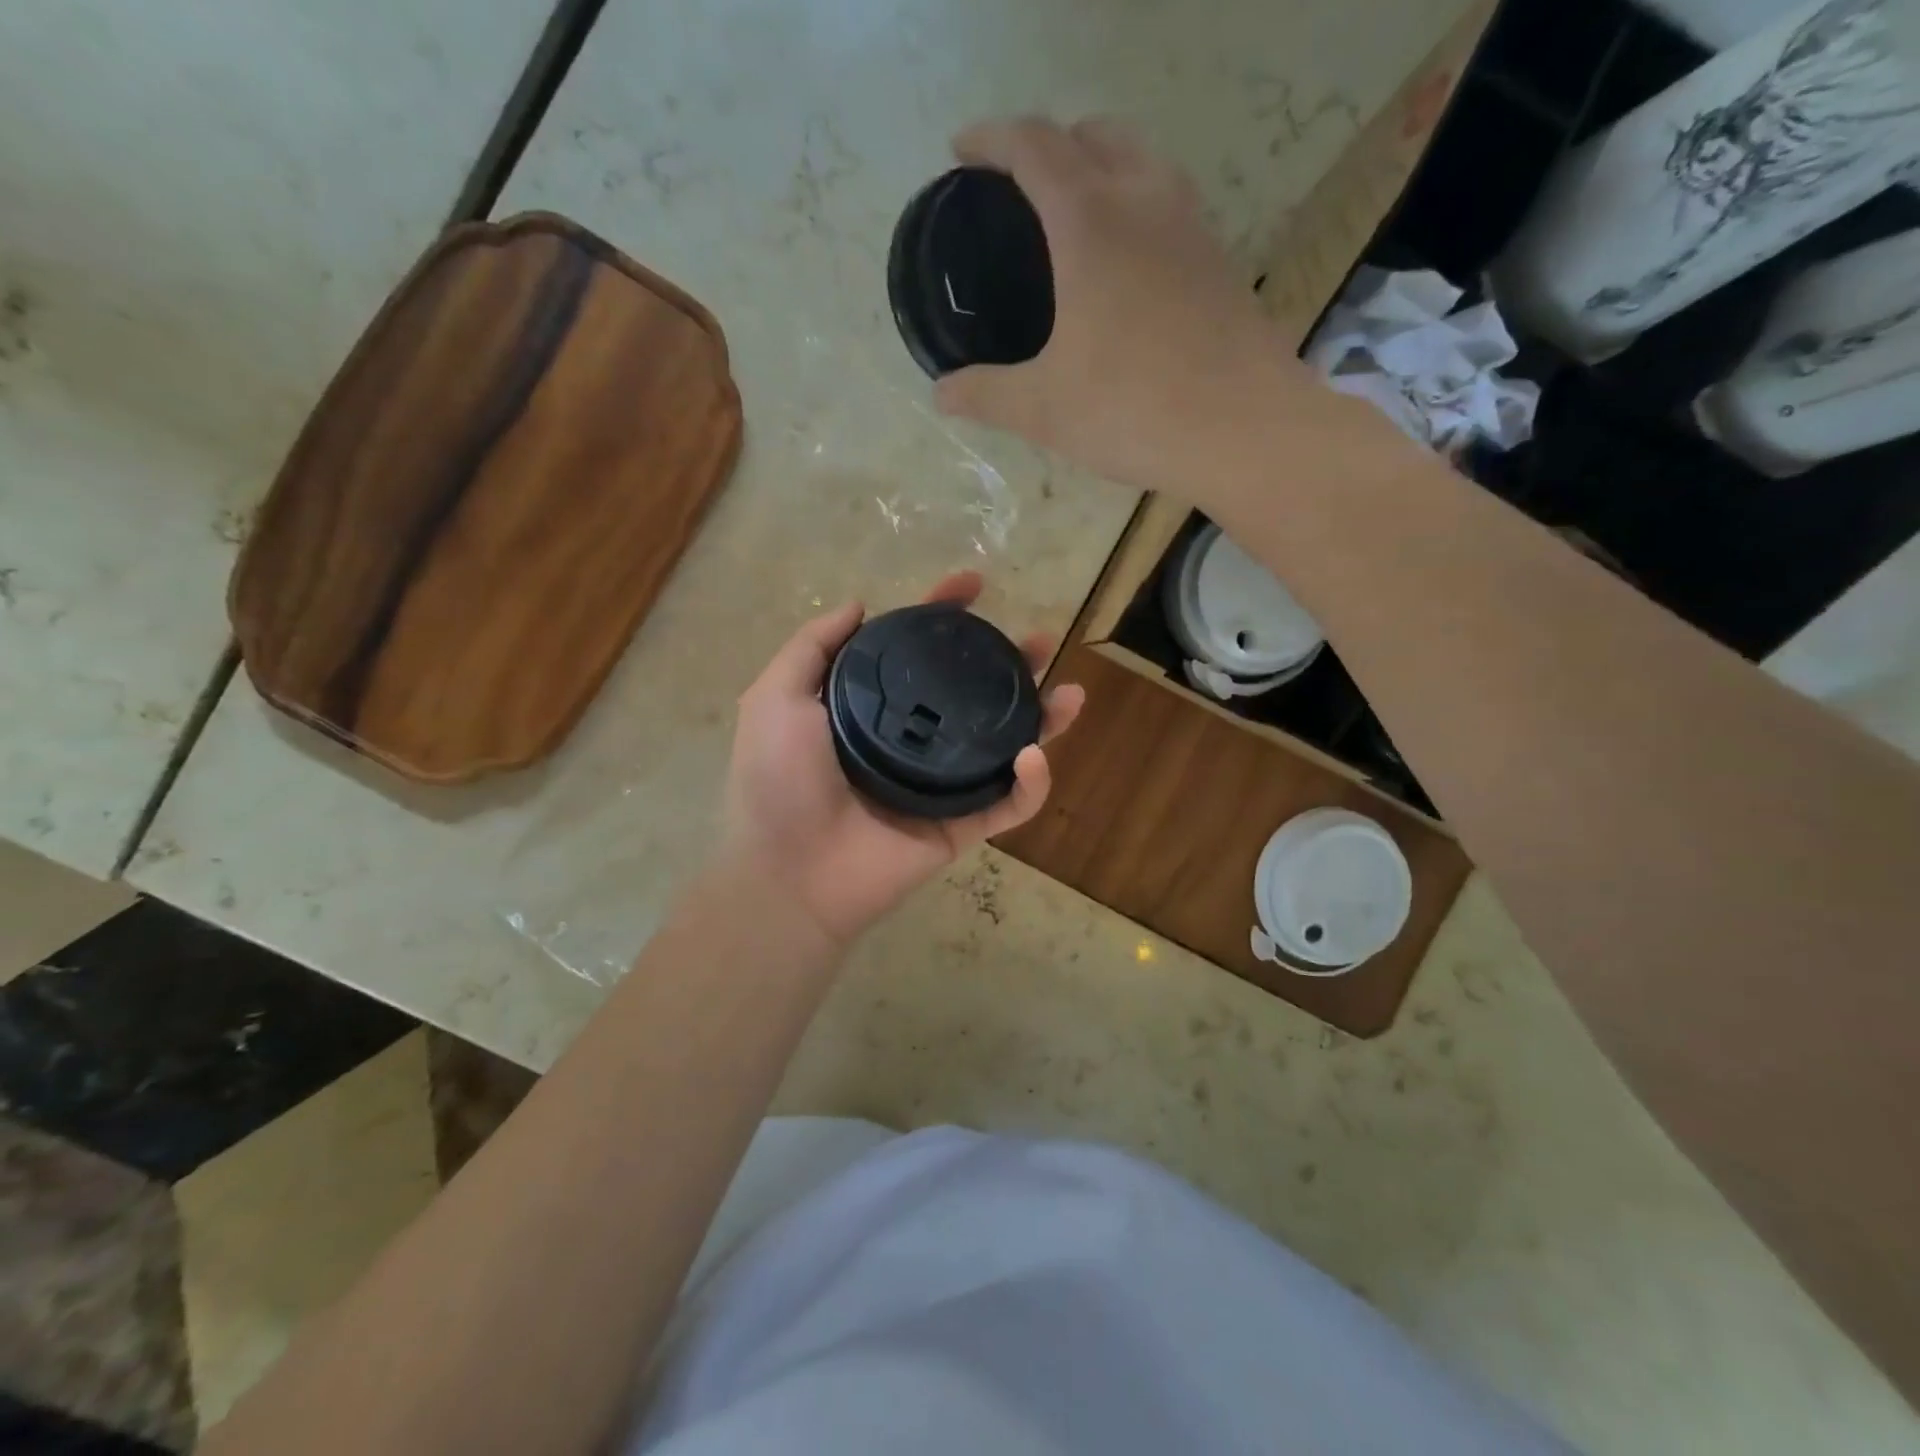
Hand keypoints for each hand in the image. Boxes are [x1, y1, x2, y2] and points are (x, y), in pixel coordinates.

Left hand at [720, 571, 1084, 947]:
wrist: (789, 873)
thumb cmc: (777, 783)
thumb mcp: (776, 698)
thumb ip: (813, 647)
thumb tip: (859, 604)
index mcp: (873, 710)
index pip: (918, 653)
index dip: (945, 615)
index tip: (973, 584)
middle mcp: (912, 740)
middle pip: (972, 694)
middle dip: (1009, 663)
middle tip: (1040, 639)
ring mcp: (940, 785)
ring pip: (1003, 745)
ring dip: (1042, 718)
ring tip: (1069, 693)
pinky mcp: (960, 827)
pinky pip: (1008, 804)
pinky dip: (1031, 783)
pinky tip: (1033, 755)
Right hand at [933, 116, 1303, 496]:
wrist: (1243, 428)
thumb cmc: (1132, 409)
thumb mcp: (1042, 409)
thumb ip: (986, 395)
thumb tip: (942, 395)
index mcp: (1090, 221)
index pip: (1034, 145)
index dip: (992, 139)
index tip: (963, 153)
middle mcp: (1145, 200)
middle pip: (1093, 135)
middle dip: (1049, 144)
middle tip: (1018, 186)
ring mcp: (1192, 225)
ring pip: (1141, 160)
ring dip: (1100, 165)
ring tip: (1071, 215)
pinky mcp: (1220, 259)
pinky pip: (1170, 202)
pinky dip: (1136, 204)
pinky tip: (1125, 261)